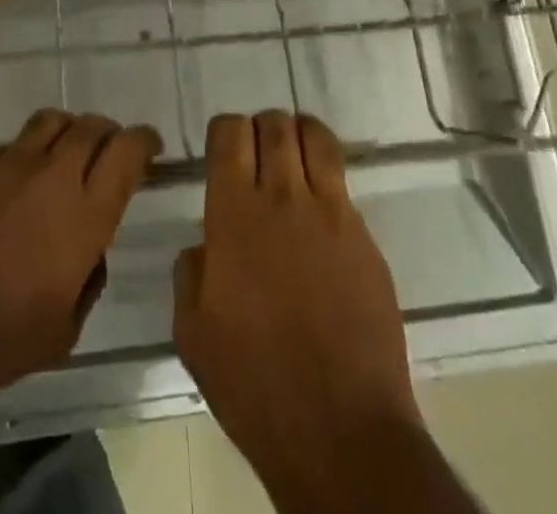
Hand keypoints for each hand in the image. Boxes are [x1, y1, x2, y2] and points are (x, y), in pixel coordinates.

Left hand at [0, 109, 160, 406]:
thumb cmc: (0, 338)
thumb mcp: (65, 328)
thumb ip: (89, 278)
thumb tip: (91, 250)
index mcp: (86, 213)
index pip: (127, 151)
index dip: (144, 141)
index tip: (150, 147)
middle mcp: (53, 175)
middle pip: (91, 126)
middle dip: (107, 133)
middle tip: (108, 150)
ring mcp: (9, 164)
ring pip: (51, 121)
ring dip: (67, 132)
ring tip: (64, 153)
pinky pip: (10, 146)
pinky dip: (24, 155)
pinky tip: (14, 185)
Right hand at [174, 113, 422, 506]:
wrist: (341, 431)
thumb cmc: (255, 384)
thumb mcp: (193, 332)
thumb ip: (190, 273)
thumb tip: (205, 247)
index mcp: (234, 213)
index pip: (230, 133)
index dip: (224, 131)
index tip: (222, 151)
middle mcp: (283, 198)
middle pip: (275, 125)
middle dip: (262, 128)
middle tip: (257, 155)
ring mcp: (331, 214)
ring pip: (316, 138)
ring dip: (299, 136)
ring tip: (294, 159)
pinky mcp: (366, 239)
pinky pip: (344, 184)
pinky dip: (328, 179)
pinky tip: (321, 212)